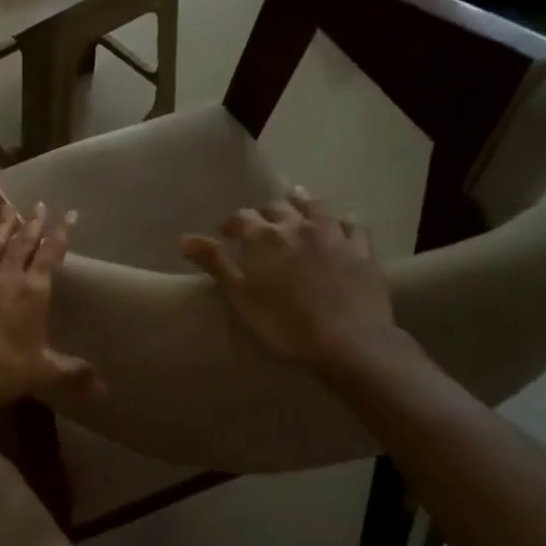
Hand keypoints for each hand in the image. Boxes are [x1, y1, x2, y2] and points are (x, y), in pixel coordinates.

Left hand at [0, 204, 100, 408]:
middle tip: (39, 204)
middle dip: (32, 223)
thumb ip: (71, 375)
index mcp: (32, 292)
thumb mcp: (41, 374)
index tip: (68, 213)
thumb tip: (102, 388)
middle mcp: (5, 279)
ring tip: (8, 209)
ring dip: (2, 227)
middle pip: (21, 244)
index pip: (49, 255)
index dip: (60, 233)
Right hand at [178, 189, 398, 371]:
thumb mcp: (239, 295)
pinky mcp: (362, 250)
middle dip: (265, 214)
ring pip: (317, 207)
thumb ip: (214, 262)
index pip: (242, 218)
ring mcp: (334, 235)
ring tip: (297, 207)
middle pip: (278, 208)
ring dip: (303, 205)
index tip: (224, 235)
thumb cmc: (283, 322)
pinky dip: (341, 222)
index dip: (231, 224)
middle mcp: (299, 226)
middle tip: (259, 227)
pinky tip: (339, 226)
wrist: (347, 341)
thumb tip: (183, 239)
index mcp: (265, 237)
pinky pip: (352, 225)